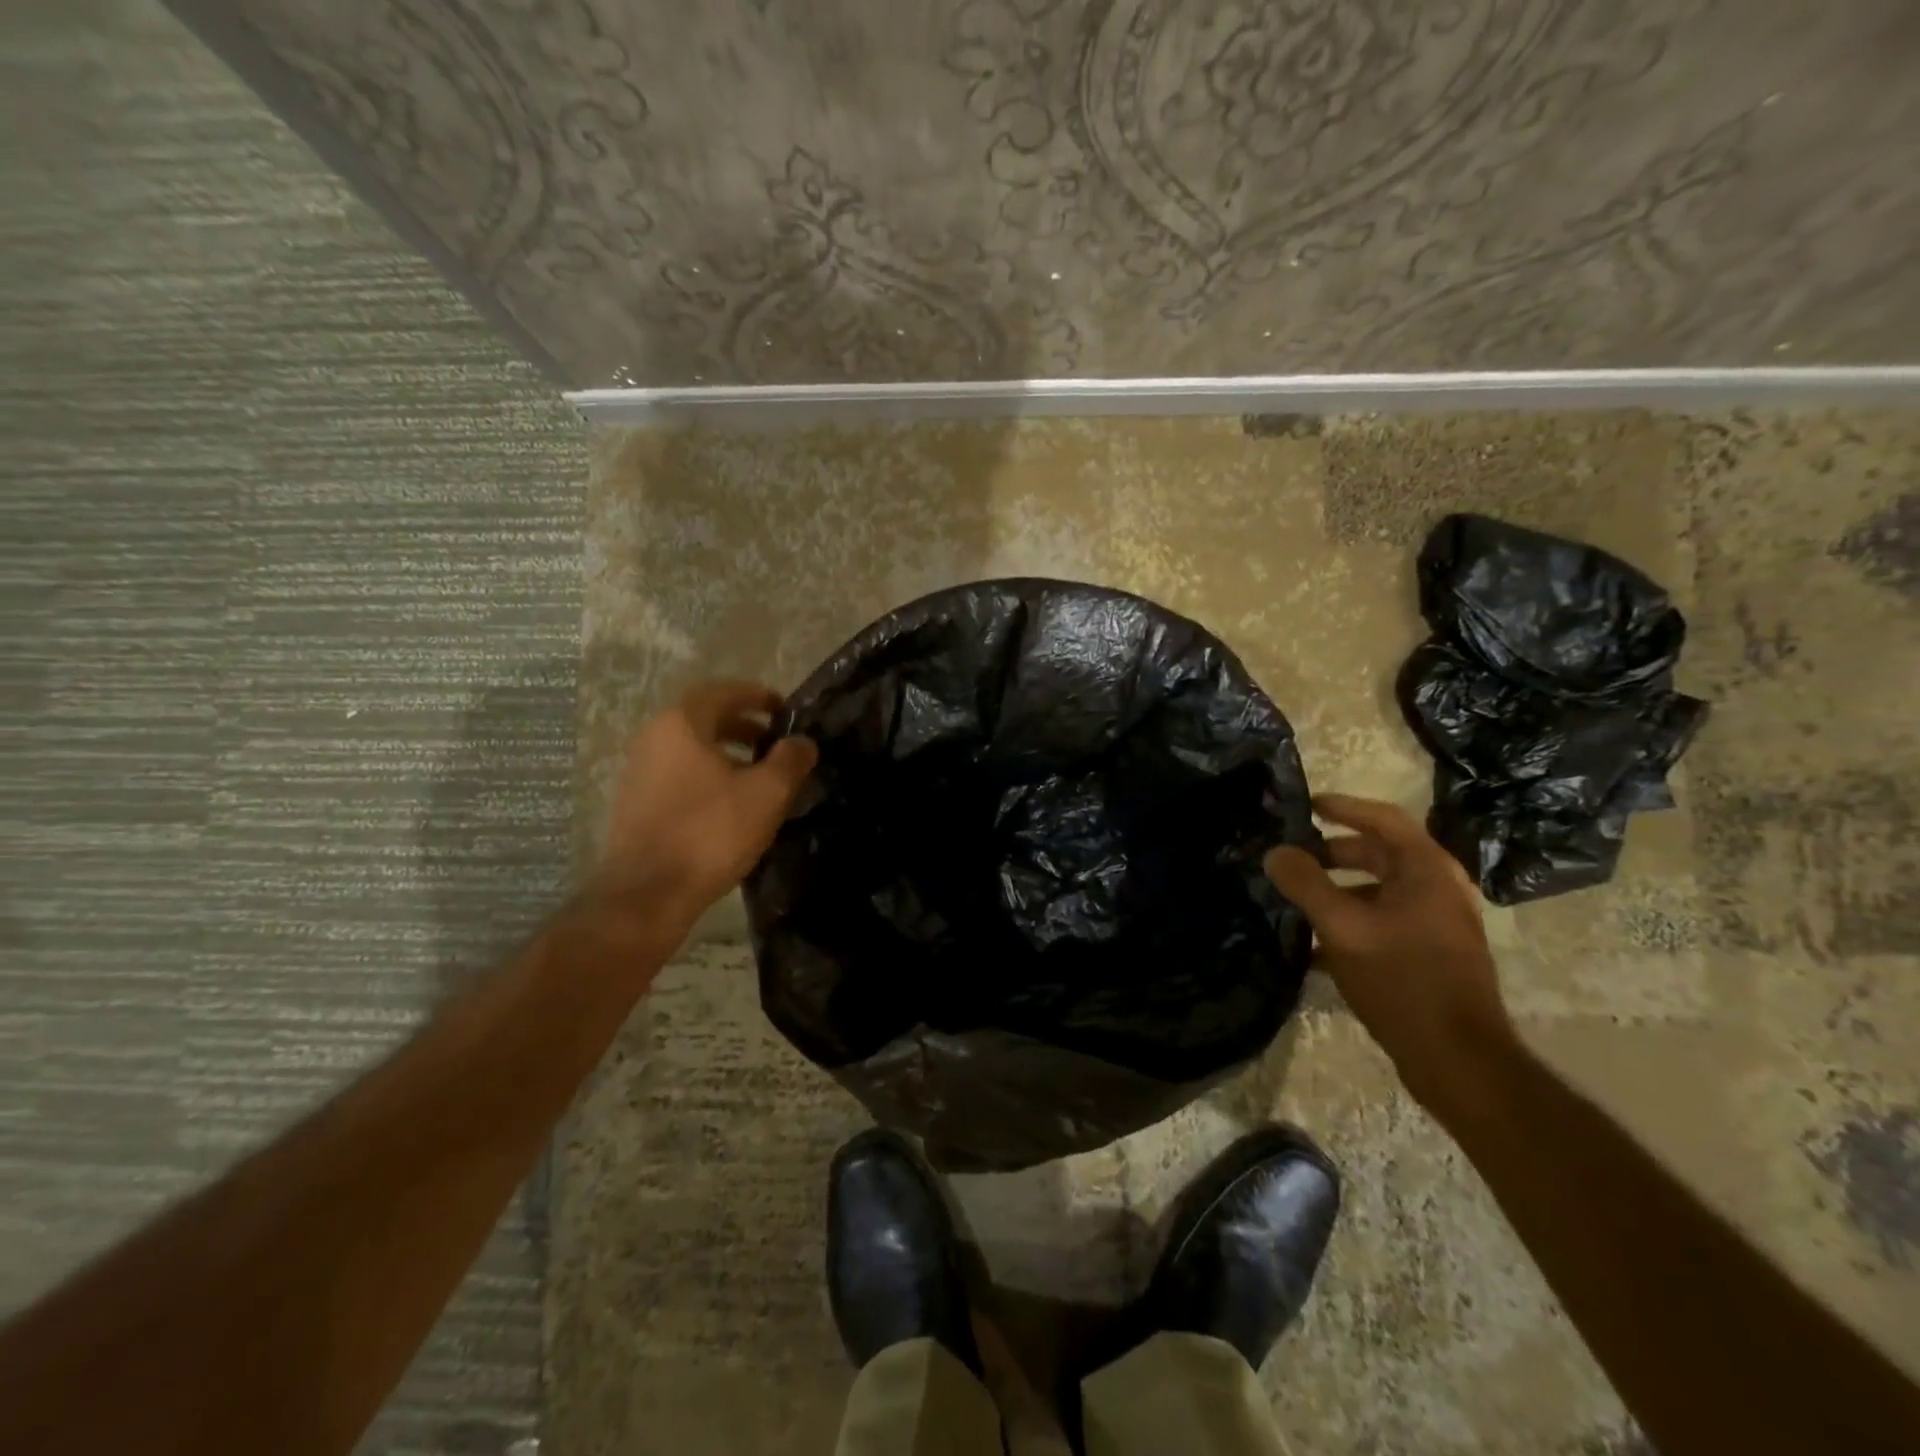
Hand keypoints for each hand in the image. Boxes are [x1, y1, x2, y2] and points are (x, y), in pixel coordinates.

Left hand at [596, 681, 817, 920]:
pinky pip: (680, 774)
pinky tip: (731, 804)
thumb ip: (790, 760)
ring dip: (727, 752)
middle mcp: (654, 738)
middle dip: (744, 725)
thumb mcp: (767, 793)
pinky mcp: (637, 803)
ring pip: (692, 749)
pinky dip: (709, 775)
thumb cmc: (711, 832)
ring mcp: (639, 771)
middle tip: (776, 742)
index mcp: (682, 724)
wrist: (648, 893)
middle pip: (705, 719)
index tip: (784, 710)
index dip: (758, 697)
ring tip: (759, 775)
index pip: (724, 692)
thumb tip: (802, 742)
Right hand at [1265, 793, 1514, 1119]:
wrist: (1457, 1060)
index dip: (1344, 806)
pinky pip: (1382, 923)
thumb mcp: (1343, 927)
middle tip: (1293, 856)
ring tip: (1296, 903)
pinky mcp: (1429, 956)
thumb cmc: (1403, 980)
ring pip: (1378, 892)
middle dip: (1333, 852)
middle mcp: (1438, 890)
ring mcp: (1436, 925)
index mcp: (1427, 871)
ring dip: (1337, 892)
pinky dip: (1349, 923)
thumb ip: (1306, 884)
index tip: (1306, 804)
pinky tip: (1314, 949)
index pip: (1384, 819)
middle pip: (1380, 855)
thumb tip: (1276, 852)